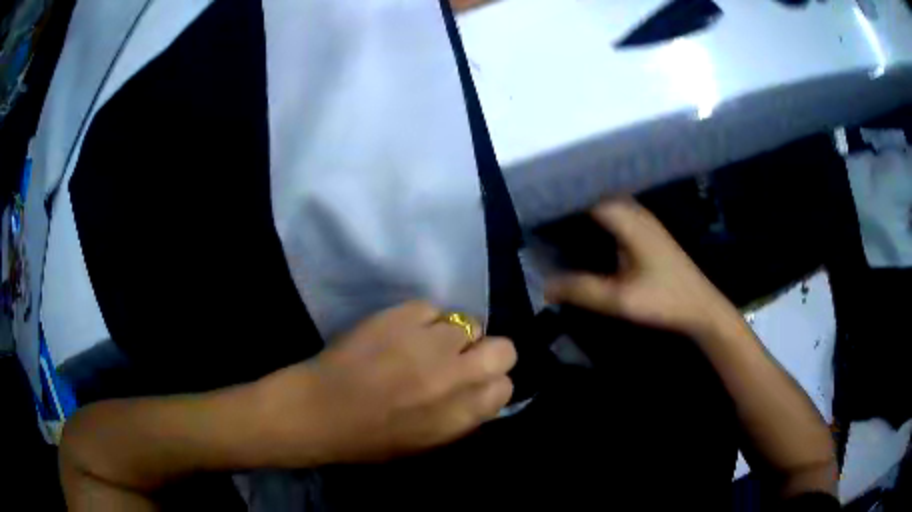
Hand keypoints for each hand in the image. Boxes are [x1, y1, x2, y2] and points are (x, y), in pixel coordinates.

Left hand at [255, 301, 516, 465]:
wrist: (319, 410)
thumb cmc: (370, 438)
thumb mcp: (428, 442)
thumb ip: (463, 416)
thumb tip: (483, 390)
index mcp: (461, 415)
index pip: (506, 387)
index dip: (491, 382)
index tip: (473, 381)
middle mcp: (455, 376)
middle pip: (504, 348)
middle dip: (487, 351)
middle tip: (458, 357)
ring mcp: (429, 342)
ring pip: (468, 322)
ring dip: (450, 334)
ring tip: (422, 343)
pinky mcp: (402, 315)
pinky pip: (431, 308)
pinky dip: (421, 319)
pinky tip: (399, 332)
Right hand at [546, 199, 733, 337]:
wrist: (701, 307)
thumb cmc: (665, 300)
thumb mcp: (621, 301)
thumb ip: (583, 290)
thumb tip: (544, 286)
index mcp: (630, 221)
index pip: (589, 195)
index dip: (563, 197)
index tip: (536, 203)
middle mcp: (636, 213)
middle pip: (597, 194)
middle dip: (570, 200)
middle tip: (540, 211)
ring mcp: (644, 220)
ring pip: (607, 203)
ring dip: (584, 207)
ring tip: (554, 217)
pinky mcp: (647, 231)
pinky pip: (615, 213)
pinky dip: (596, 217)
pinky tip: (583, 230)